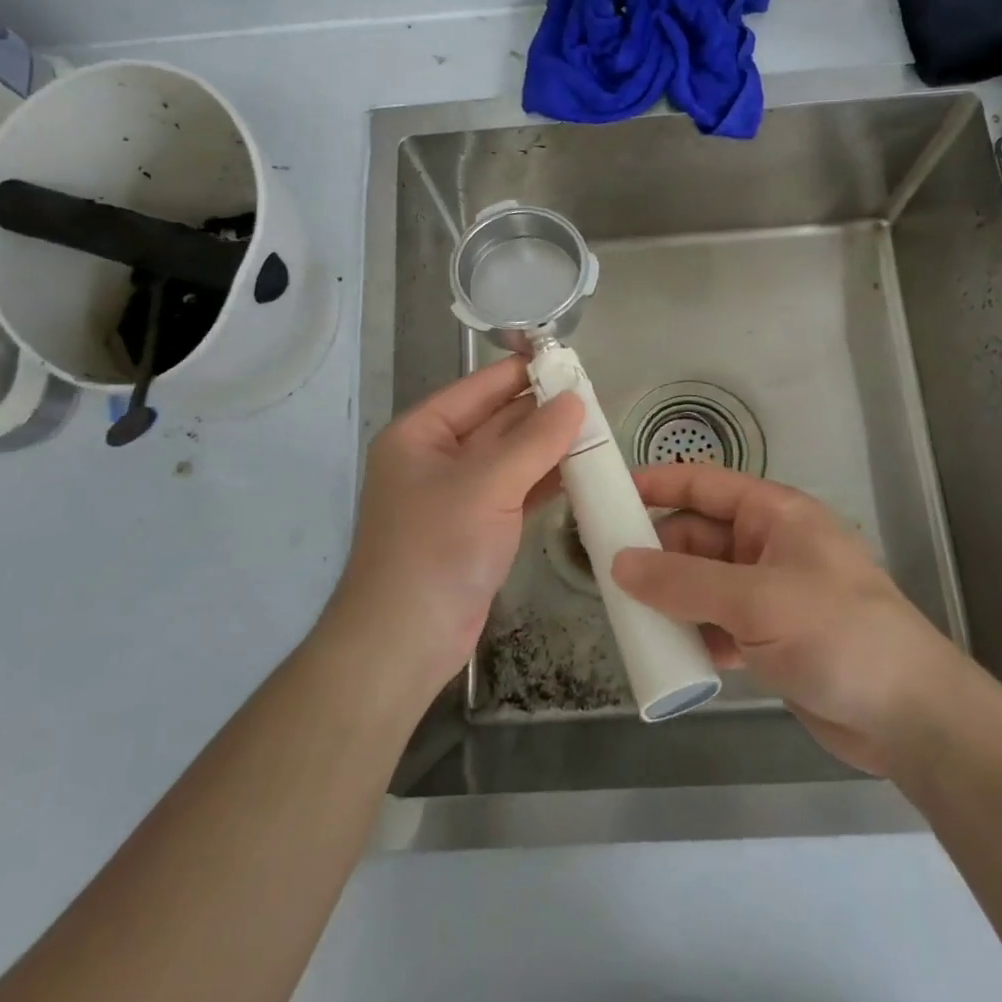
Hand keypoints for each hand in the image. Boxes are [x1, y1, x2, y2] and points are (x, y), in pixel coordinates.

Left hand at [328, 357, 582, 701]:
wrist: (404, 643)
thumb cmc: (435, 549)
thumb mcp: (485, 485)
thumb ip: (534, 441)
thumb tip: (574, 399)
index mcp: (420, 434)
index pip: (476, 389)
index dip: (518, 372)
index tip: (565, 359)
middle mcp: (435, 459)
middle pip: (495, 422)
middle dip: (540, 410)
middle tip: (593, 396)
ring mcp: (457, 496)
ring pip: (510, 458)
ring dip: (548, 446)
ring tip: (597, 428)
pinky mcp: (477, 529)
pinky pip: (516, 491)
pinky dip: (545, 481)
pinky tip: (581, 470)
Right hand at [612, 464, 967, 778]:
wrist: (912, 717)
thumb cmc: (837, 633)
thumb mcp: (756, 600)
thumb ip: (683, 582)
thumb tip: (618, 564)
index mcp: (772, 514)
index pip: (702, 484)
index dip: (655, 484)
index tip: (606, 496)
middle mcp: (767, 545)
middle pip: (695, 537)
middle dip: (654, 553)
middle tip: (603, 573)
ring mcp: (768, 593)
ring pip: (701, 584)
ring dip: (668, 599)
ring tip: (625, 616)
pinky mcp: (770, 637)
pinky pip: (716, 624)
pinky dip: (692, 634)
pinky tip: (667, 653)